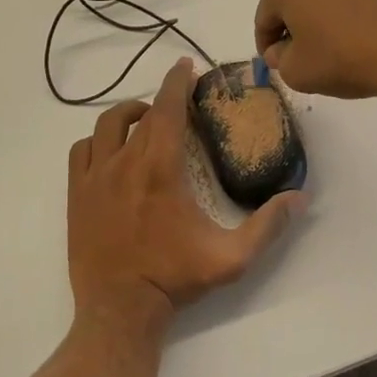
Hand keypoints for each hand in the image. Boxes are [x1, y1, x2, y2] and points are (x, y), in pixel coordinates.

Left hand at [67, 58, 300, 332]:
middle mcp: (124, 163)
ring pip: (106, 125)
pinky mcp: (76, 195)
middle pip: (141, 114)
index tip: (187, 66)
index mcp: (161, 169)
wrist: (120, 310)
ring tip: (144, 120)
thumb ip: (268, 225)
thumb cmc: (175, 278)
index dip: (178, 82)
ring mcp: (95, 178)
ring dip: (128, 115)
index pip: (168, 109)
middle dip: (161, 98)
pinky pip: (81, 151)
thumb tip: (300, 196)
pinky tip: (111, 152)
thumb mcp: (232, 257)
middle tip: (179, 100)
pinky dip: (97, 141)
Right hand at [255, 0, 376, 101]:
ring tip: (331, 43)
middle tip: (298, 46)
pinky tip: (360, 36)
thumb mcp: (297, 72)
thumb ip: (280, 59)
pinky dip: (348, 9)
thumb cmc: (343, 58)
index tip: (274, 61)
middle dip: (289, 16)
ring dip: (320, 10)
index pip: (264, 13)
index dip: (265, 41)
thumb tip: (282, 51)